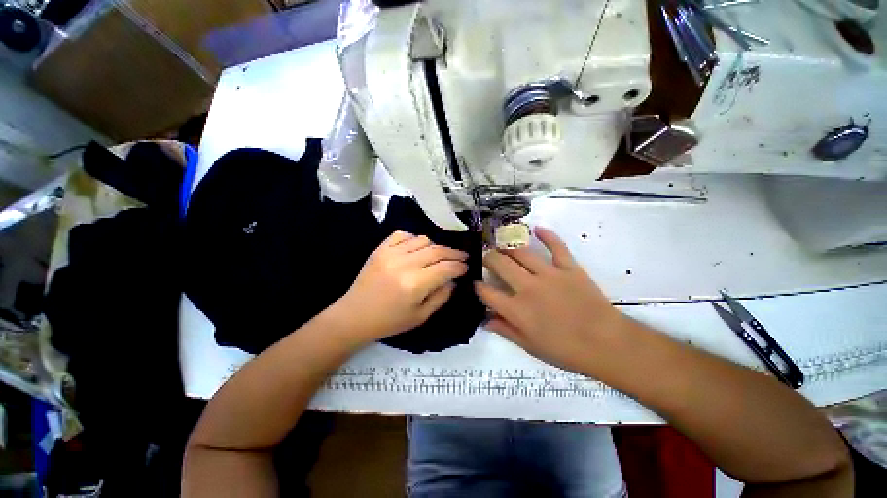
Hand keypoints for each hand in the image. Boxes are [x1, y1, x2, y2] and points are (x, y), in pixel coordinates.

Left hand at [333, 231, 467, 344]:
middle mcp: (405, 264)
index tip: (467, 266)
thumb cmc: (390, 321)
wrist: (355, 315)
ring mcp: (391, 253)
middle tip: (462, 256)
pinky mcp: (380, 249)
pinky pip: (403, 234)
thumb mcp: (421, 316)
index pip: (446, 268)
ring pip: (422, 239)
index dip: (460, 266)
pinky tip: (417, 248)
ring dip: (435, 246)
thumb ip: (441, 296)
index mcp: (415, 284)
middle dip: (454, 253)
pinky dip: (414, 238)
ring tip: (439, 255)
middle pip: (437, 250)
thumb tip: (453, 280)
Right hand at [475, 227, 627, 374]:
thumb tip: (485, 320)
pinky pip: (556, 247)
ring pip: (521, 252)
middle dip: (488, 258)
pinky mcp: (569, 268)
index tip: (475, 282)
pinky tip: (536, 229)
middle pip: (500, 264)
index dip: (477, 285)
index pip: (487, 292)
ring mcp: (549, 275)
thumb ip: (505, 330)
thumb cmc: (566, 350)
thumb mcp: (530, 346)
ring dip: (507, 247)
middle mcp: (527, 287)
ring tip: (502, 244)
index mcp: (517, 310)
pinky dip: (547, 236)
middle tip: (487, 258)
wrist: (607, 344)